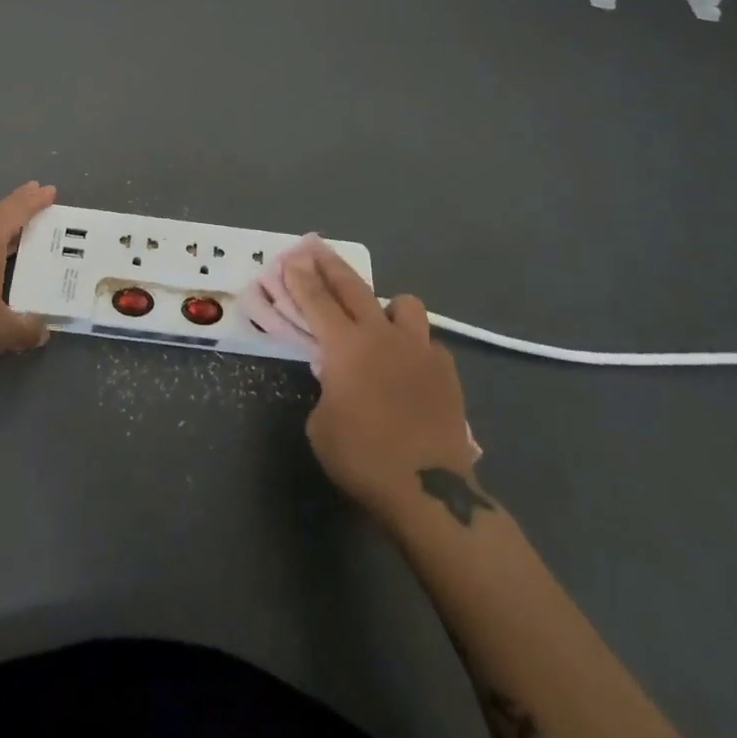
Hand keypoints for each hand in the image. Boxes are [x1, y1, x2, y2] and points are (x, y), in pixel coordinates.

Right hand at [251, 235, 482, 522]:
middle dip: (330, 266)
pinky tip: (409, 367)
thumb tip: (338, 379)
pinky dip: (414, 347)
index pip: (316, 300)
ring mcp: (419, 349)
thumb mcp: (321, 424)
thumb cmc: (363, 457)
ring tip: (378, 321)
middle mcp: (381, 335)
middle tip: (315, 247)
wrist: (428, 490)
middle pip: (353, 287)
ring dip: (386, 306)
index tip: (290, 257)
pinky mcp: (446, 370)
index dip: (300, 278)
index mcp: (345, 346)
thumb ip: (326, 388)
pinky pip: (427, 343)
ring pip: (404, 304)